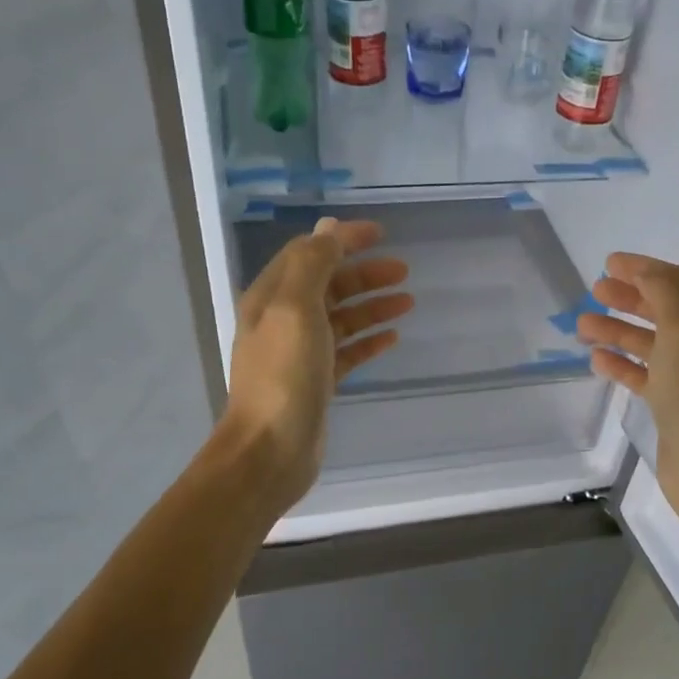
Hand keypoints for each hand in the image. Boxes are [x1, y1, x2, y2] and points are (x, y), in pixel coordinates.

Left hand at [221, 217, 410, 513]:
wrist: (270, 450)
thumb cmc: (284, 376)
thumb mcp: (295, 309)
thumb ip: (313, 264)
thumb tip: (329, 228)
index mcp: (272, 297)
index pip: (310, 253)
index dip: (344, 239)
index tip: (382, 234)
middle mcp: (283, 321)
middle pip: (329, 285)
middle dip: (365, 274)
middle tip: (404, 271)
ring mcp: (300, 354)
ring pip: (341, 318)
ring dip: (372, 306)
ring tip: (408, 302)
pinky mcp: (317, 383)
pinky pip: (347, 352)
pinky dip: (369, 340)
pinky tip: (392, 338)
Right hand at [577, 252, 678, 527]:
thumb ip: (663, 294)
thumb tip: (643, 271)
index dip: (645, 270)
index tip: (609, 263)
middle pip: (665, 311)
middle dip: (629, 299)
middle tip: (594, 291)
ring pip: (651, 344)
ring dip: (618, 331)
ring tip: (582, 326)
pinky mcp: (676, 405)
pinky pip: (646, 374)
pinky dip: (622, 364)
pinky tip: (596, 359)